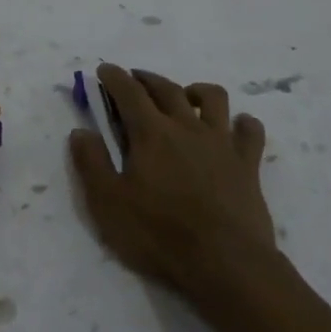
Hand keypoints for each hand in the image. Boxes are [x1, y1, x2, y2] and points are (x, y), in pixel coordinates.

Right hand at [69, 65, 278, 299]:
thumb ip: (92, 163)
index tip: (105, 69)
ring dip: (196, 90)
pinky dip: (242, 123)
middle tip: (135, 79)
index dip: (115, 77)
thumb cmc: (159, 235)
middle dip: (147, 78)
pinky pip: (250, 131)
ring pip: (213, 98)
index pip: (129, 92)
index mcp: (152, 134)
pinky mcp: (248, 163)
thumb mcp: (108, 204)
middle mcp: (187, 127)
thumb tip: (80, 131)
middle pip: (167, 88)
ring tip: (186, 98)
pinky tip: (235, 128)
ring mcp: (222, 143)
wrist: (224, 262)